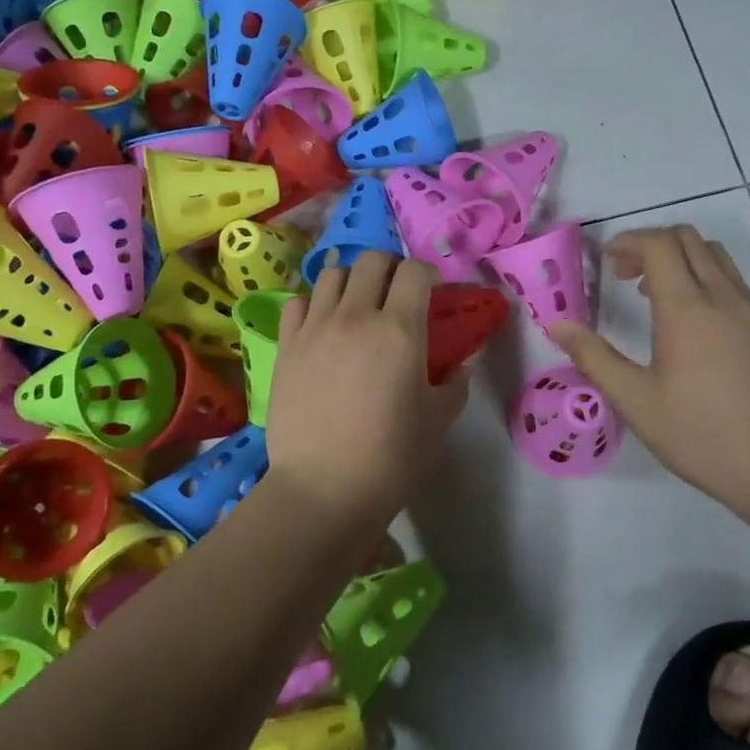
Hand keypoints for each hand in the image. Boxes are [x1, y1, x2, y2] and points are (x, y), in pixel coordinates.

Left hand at [266, 251, 469, 522]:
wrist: (322, 489)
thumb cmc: (390, 457)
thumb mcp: (438, 421)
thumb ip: (455, 383)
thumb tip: (463, 364)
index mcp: (399, 330)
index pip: (414, 272)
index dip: (427, 274)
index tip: (432, 291)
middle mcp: (355, 316)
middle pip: (372, 260)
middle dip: (391, 268)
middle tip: (397, 293)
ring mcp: (315, 328)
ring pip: (332, 274)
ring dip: (352, 281)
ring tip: (357, 305)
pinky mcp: (286, 346)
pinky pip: (297, 303)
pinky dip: (314, 304)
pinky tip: (322, 326)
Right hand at [549, 226, 749, 522]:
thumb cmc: (701, 436)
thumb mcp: (636, 402)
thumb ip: (594, 357)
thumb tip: (556, 325)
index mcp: (687, 309)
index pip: (658, 244)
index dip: (628, 241)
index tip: (605, 261)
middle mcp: (723, 297)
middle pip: (687, 238)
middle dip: (650, 244)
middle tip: (624, 277)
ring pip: (715, 255)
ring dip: (680, 258)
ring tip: (655, 296)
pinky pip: (733, 281)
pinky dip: (704, 279)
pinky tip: (692, 325)